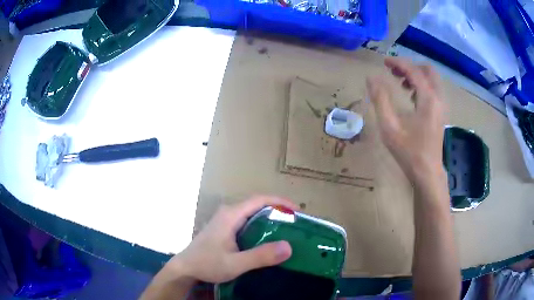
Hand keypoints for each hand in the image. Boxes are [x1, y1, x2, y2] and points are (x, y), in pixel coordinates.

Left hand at [166, 196, 297, 283]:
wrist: (185, 268)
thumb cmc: (207, 264)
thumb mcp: (235, 263)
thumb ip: (260, 256)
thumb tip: (288, 247)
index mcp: (231, 215)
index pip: (259, 200)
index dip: (280, 202)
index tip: (297, 210)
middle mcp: (228, 213)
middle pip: (257, 204)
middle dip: (277, 209)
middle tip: (295, 222)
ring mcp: (225, 220)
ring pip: (251, 212)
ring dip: (269, 217)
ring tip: (286, 228)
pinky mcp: (224, 228)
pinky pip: (246, 220)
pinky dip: (260, 224)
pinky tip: (267, 237)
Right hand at [366, 57, 446, 181]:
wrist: (427, 173)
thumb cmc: (409, 152)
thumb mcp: (390, 127)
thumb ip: (380, 99)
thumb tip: (371, 77)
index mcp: (428, 99)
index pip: (413, 71)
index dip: (398, 63)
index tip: (384, 62)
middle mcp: (438, 98)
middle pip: (428, 70)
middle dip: (410, 66)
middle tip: (394, 72)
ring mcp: (441, 106)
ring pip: (432, 80)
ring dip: (416, 76)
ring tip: (400, 83)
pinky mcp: (441, 113)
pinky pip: (433, 90)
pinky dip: (421, 86)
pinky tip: (410, 96)